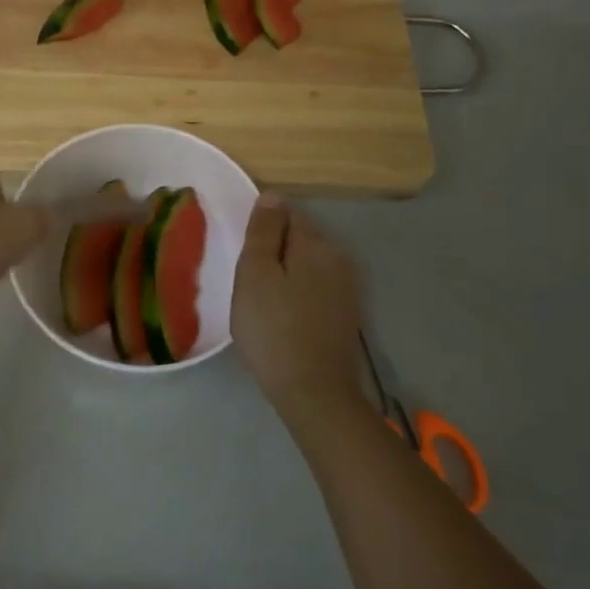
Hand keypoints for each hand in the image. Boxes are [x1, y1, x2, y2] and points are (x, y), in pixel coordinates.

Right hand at [230, 194, 367, 429]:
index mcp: (316, 244)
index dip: (260, 227)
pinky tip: (282, 315)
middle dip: (273, 249)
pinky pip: (315, 287)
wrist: (314, 392)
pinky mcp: (345, 314)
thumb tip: (272, 196)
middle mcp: (339, 258)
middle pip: (299, 237)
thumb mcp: (255, 274)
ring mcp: (347, 288)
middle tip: (246, 278)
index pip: (286, 212)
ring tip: (261, 298)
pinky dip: (297, 292)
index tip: (242, 252)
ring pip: (307, 264)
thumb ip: (263, 232)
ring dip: (285, 272)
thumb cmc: (274, 329)